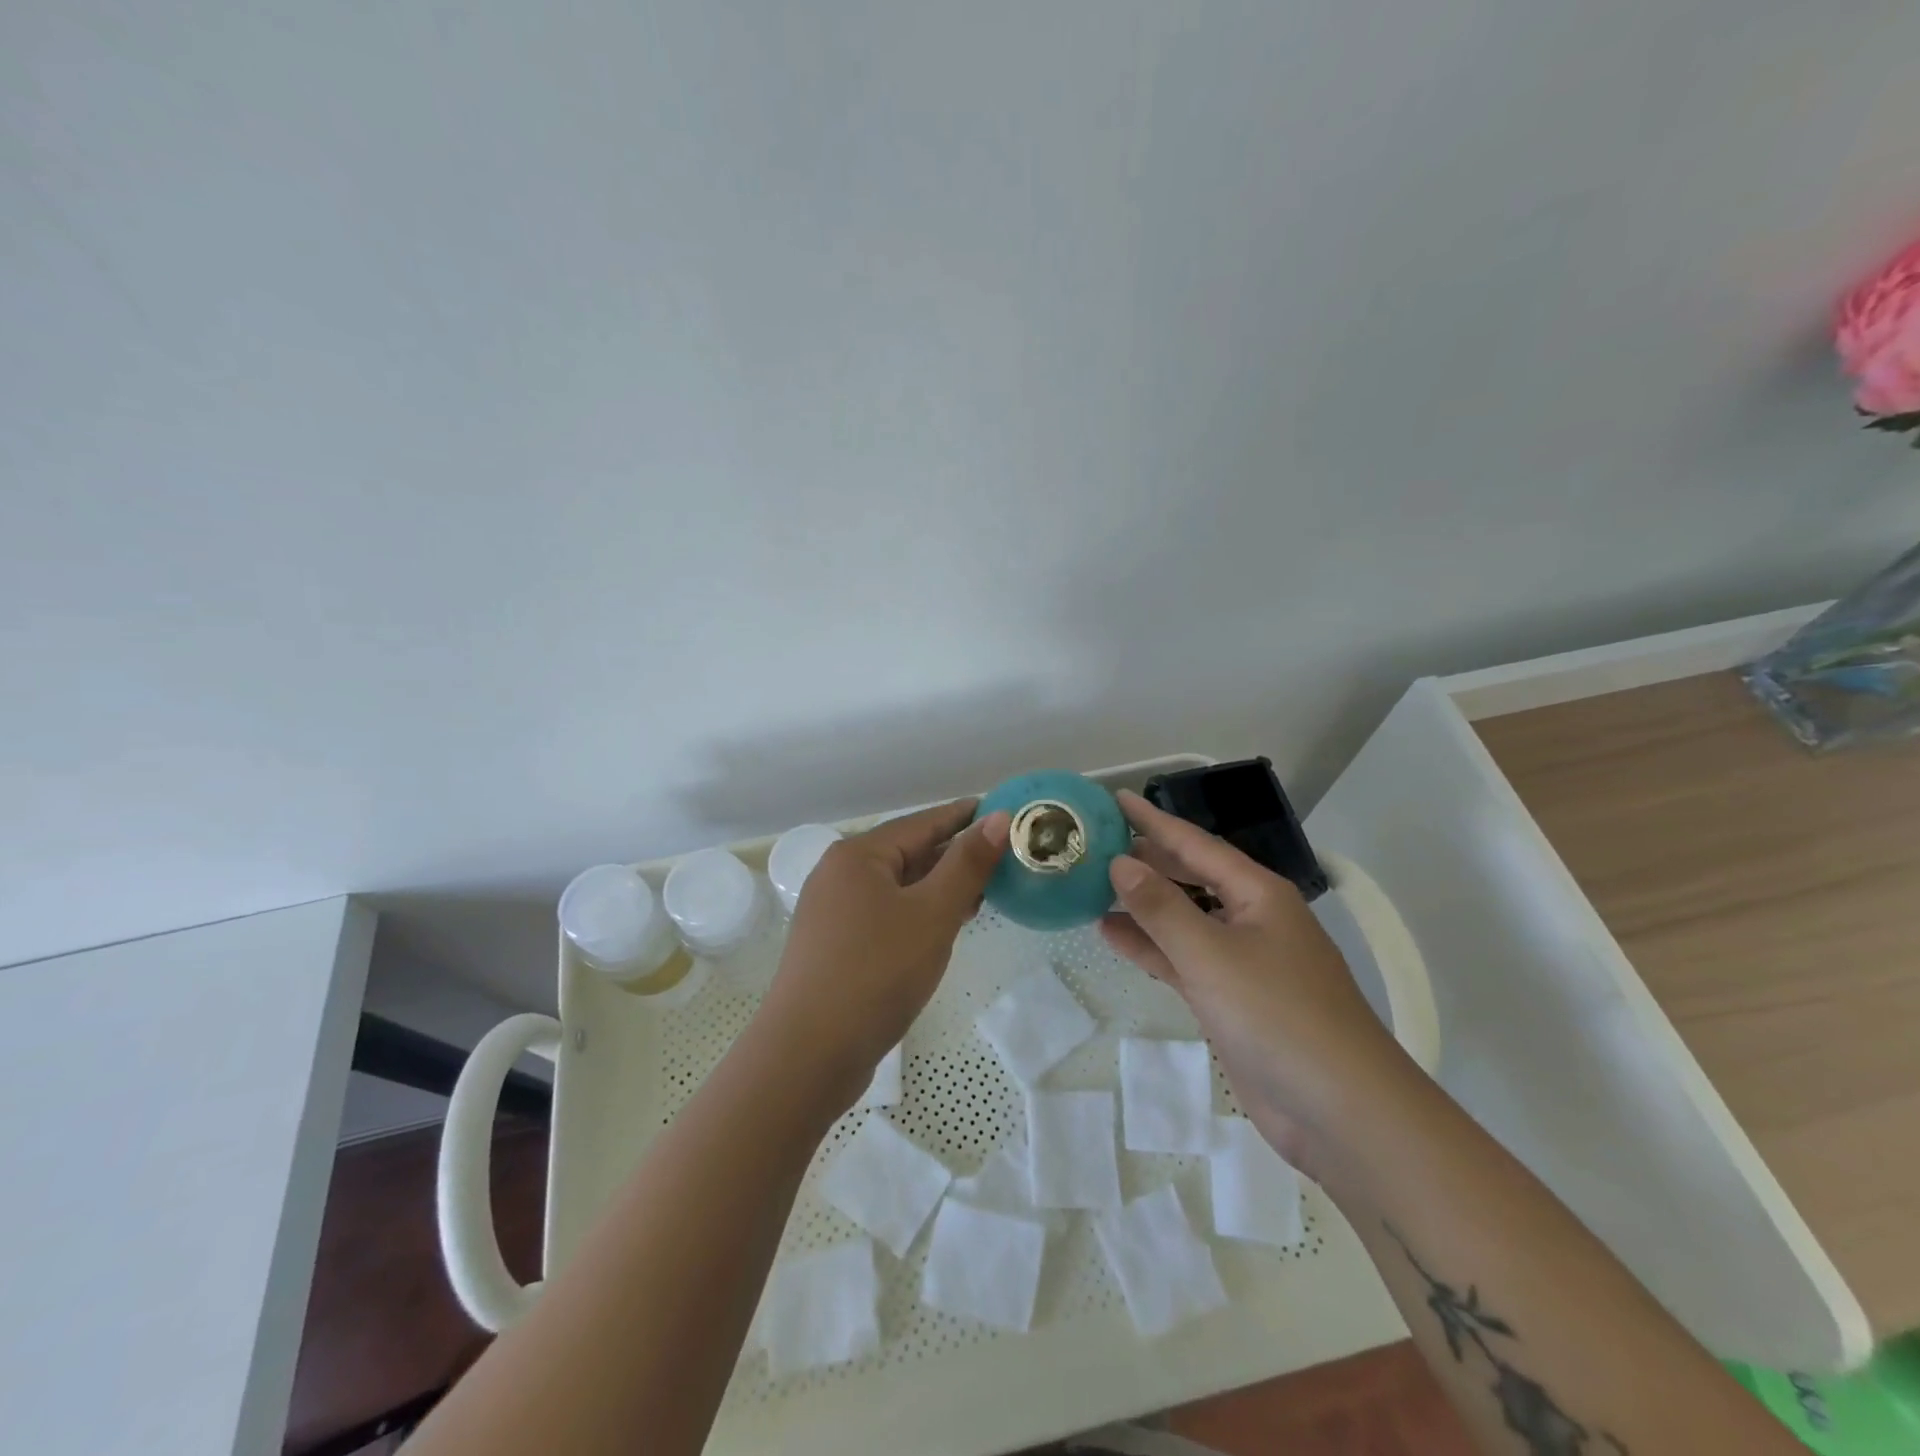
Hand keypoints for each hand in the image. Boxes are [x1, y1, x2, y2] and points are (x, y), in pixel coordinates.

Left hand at [761, 799, 1010, 1105]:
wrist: (808, 1056)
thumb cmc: (876, 973)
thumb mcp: (932, 914)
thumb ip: (967, 864)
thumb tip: (998, 817)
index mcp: (858, 855)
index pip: (923, 822)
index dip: (966, 816)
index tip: (1006, 812)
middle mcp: (840, 874)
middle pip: (909, 852)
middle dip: (956, 855)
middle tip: (1006, 858)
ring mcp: (834, 912)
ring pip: (899, 886)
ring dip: (940, 887)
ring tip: (986, 890)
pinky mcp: (837, 946)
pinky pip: (888, 914)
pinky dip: (920, 912)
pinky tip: (947, 925)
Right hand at [1099, 789, 1406, 1168]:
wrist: (1341, 1111)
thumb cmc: (1278, 1015)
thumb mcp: (1211, 954)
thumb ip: (1161, 907)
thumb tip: (1120, 862)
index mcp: (1257, 893)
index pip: (1195, 844)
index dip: (1153, 820)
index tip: (1115, 799)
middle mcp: (1251, 918)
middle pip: (1189, 877)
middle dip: (1145, 861)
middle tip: (1093, 846)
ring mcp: (1242, 961)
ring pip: (1182, 919)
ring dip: (1141, 905)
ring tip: (1091, 887)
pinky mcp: (1231, 999)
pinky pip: (1182, 958)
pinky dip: (1150, 947)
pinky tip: (1112, 935)